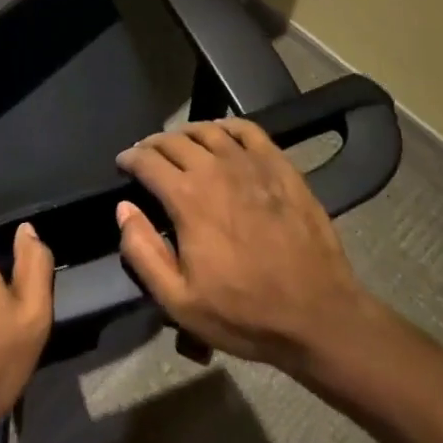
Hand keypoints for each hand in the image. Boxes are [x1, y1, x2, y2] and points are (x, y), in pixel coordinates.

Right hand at [115, 118, 377, 374]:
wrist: (319, 316)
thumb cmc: (245, 313)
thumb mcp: (179, 301)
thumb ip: (143, 252)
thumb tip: (124, 209)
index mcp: (187, 197)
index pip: (147, 161)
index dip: (129, 158)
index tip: (123, 164)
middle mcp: (215, 168)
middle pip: (174, 140)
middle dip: (153, 144)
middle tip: (147, 156)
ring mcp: (251, 163)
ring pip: (208, 130)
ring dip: (185, 133)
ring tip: (179, 144)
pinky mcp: (280, 166)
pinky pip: (247, 130)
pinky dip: (226, 126)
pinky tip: (221, 135)